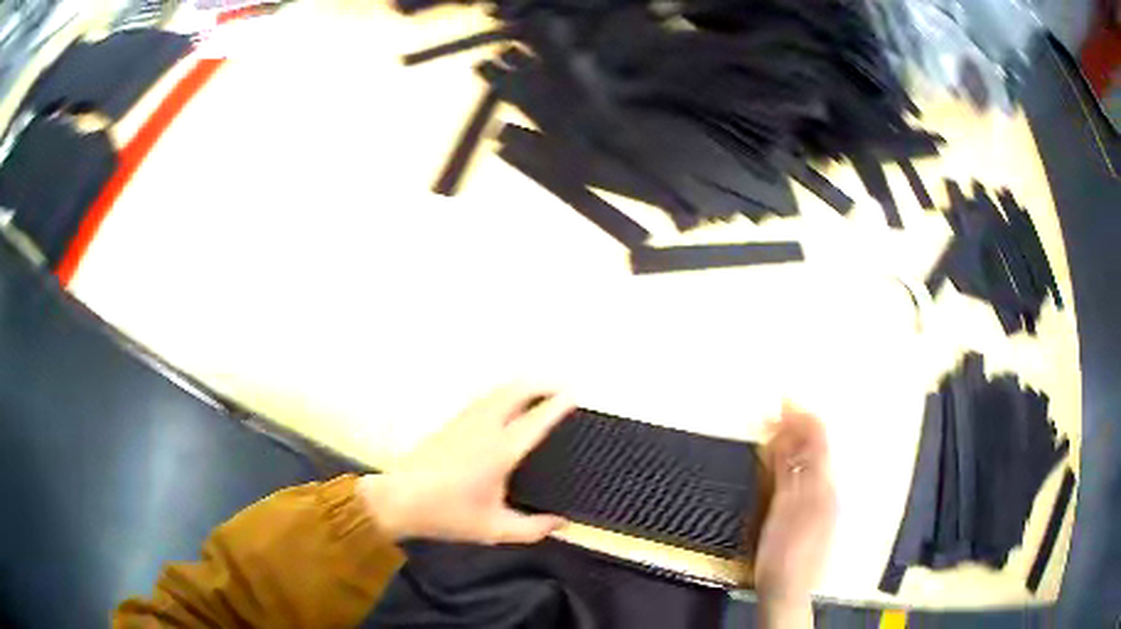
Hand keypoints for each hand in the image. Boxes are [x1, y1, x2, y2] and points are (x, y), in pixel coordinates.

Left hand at [357, 383, 574, 544]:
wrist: (398, 499)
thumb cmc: (447, 514)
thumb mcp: (494, 530)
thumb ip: (532, 529)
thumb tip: (561, 523)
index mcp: (499, 451)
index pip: (535, 421)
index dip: (556, 406)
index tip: (573, 395)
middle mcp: (484, 428)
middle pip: (515, 392)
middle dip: (540, 384)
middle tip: (560, 387)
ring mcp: (465, 421)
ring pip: (497, 392)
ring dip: (521, 386)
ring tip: (539, 389)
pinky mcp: (451, 423)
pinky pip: (485, 398)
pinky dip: (503, 393)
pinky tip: (505, 402)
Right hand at [753, 405, 836, 627]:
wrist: (788, 590)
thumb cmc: (783, 553)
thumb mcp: (782, 512)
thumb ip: (787, 475)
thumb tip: (786, 438)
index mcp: (822, 485)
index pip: (817, 438)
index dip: (800, 417)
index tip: (780, 401)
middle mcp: (826, 487)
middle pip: (815, 447)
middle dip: (794, 428)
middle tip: (769, 416)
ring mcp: (820, 500)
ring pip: (809, 462)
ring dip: (791, 444)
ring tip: (771, 433)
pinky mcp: (811, 513)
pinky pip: (804, 478)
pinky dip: (790, 465)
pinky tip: (778, 463)